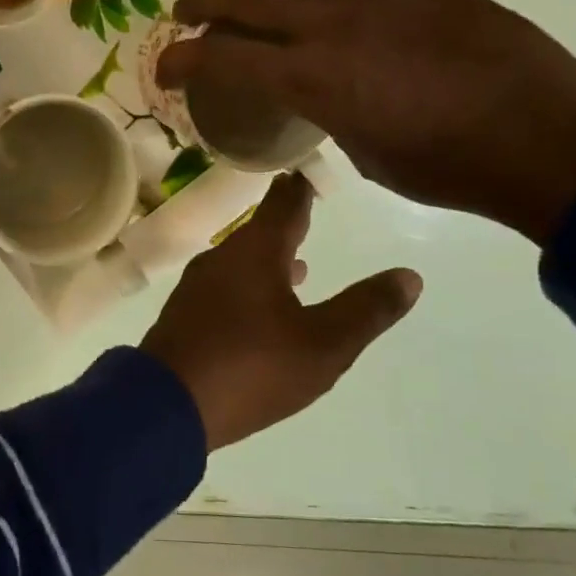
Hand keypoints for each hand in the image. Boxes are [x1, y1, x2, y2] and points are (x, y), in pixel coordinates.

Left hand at [141, 174, 420, 451]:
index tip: (309, 168)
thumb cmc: (251, 368)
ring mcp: (197, 288)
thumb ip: (366, 310)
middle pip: (259, 231)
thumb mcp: (323, 344)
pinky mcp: (185, 316)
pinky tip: (260, 307)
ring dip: (269, 259)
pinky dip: (250, 286)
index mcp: (255, 253)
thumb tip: (409, 275)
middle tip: (308, 209)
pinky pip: (225, 288)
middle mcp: (222, 259)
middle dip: (286, 222)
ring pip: (241, 262)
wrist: (165, 406)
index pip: (284, 204)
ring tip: (298, 264)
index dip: (301, 187)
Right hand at [156, 0, 575, 243]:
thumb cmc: (448, 171)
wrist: (552, 144)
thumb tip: (329, 97)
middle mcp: (342, 24)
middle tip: (190, 10)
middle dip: (210, 0)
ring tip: (275, 16)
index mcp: (317, 75)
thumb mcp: (367, 155)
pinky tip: (373, 41)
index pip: (226, 53)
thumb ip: (331, 113)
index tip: (165, 63)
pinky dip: (351, 11)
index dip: (184, 56)